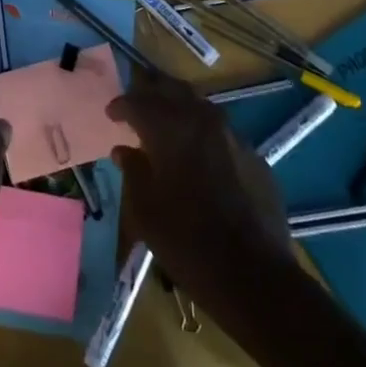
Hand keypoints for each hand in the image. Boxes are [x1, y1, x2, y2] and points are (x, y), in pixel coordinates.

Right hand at [107, 75, 291, 297]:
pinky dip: (203, 133)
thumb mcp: (144, 209)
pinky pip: (221, 132)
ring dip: (179, 108)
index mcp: (169, 128)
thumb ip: (132, 170)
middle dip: (151, 91)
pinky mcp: (254, 157)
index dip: (121, 105)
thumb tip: (124, 150)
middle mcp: (201, 120)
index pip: (138, 101)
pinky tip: (199, 155)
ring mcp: (233, 136)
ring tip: (166, 124)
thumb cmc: (186, 241)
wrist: (253, 276)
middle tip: (137, 102)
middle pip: (172, 89)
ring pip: (200, 105)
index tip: (111, 114)